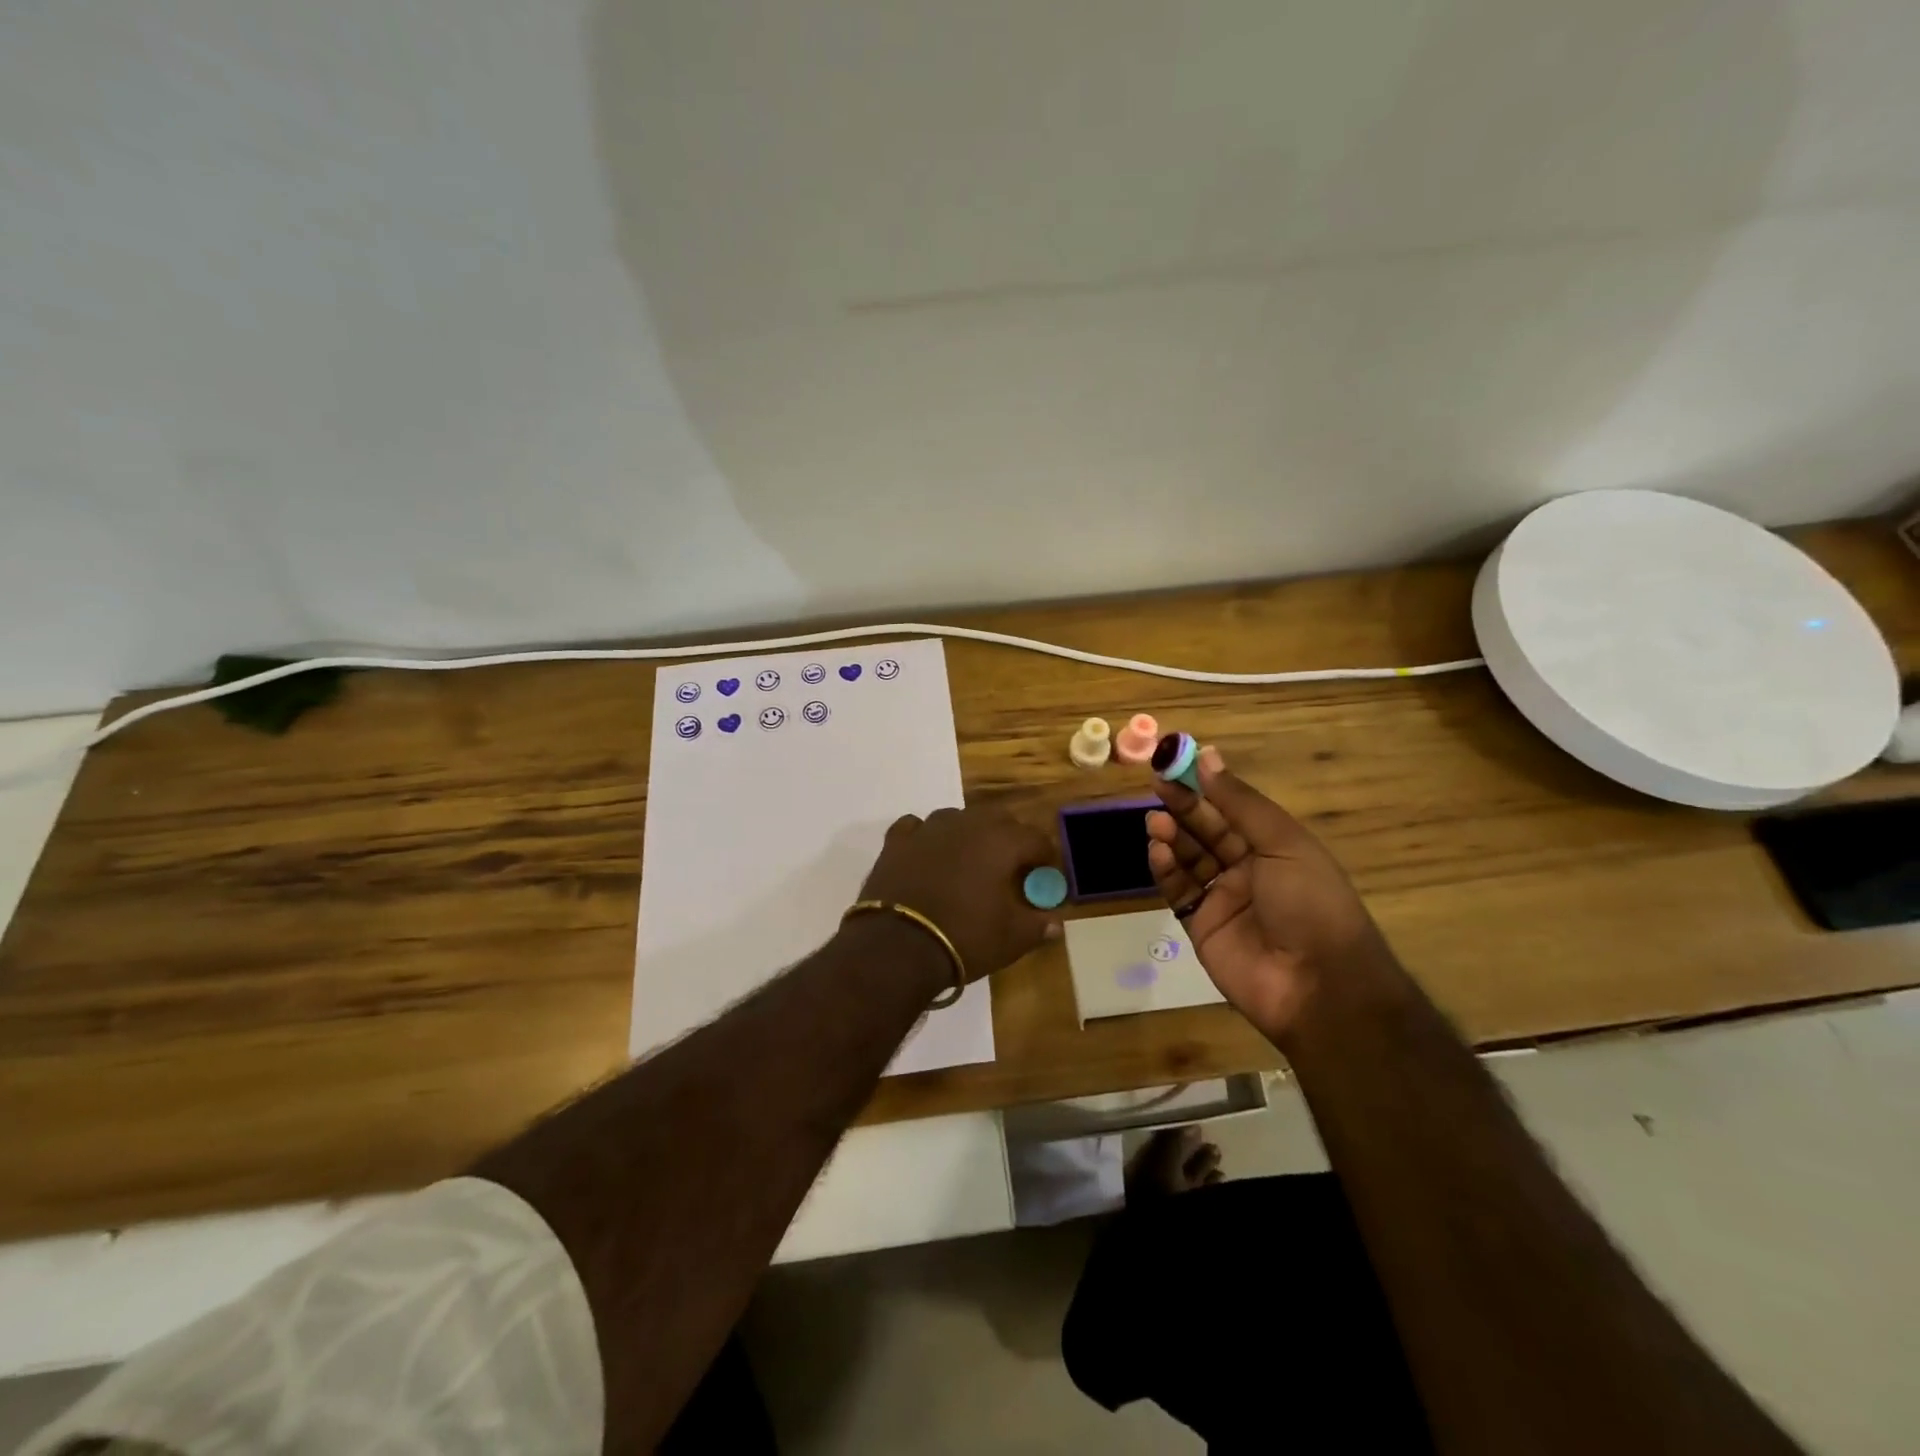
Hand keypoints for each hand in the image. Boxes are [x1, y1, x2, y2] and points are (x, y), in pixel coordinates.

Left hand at [858, 806, 1060, 981]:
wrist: (897, 945)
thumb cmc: (964, 937)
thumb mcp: (1011, 939)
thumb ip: (1037, 925)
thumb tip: (1055, 923)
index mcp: (1001, 841)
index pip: (1036, 839)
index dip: (1045, 858)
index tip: (1045, 877)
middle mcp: (967, 824)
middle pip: (999, 819)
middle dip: (1010, 839)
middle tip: (1010, 869)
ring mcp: (929, 828)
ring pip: (958, 818)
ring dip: (969, 834)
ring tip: (969, 861)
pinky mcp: (897, 840)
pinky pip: (918, 827)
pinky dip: (928, 838)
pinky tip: (928, 855)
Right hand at [1146, 746, 1392, 1039]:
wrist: (1318, 986)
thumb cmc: (1311, 903)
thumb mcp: (1283, 843)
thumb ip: (1239, 803)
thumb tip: (1207, 756)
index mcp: (1275, 847)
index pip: (1232, 809)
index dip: (1205, 788)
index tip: (1176, 765)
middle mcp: (1248, 868)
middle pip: (1207, 831)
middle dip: (1183, 809)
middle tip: (1158, 787)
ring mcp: (1223, 898)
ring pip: (1189, 859)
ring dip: (1172, 837)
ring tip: (1155, 822)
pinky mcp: (1200, 925)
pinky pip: (1178, 890)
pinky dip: (1166, 869)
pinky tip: (1158, 851)